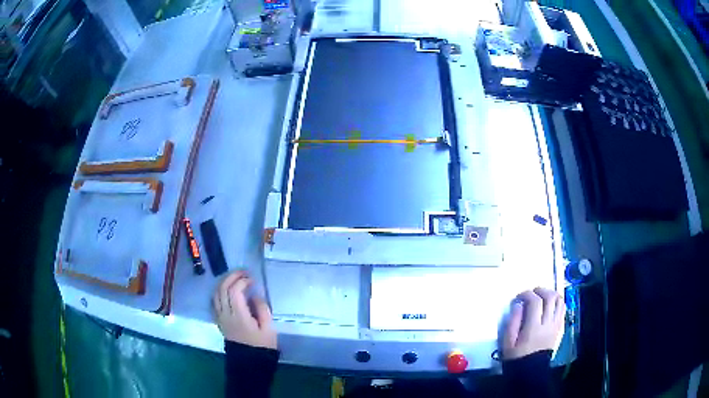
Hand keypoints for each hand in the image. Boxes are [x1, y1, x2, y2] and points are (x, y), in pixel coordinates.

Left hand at [213, 271, 276, 348]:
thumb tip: (255, 295)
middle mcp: (226, 314)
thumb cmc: (261, 345)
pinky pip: (214, 301)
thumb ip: (262, 309)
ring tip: (235, 278)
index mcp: (239, 316)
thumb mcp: (268, 328)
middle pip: (223, 288)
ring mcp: (220, 317)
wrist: (249, 361)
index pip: (235, 291)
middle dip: (232, 277)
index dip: (243, 281)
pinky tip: (226, 291)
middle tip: (243, 273)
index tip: (253, 280)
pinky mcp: (219, 320)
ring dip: (224, 282)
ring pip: (216, 293)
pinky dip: (219, 292)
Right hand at [502, 287, 565, 359]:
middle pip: (550, 298)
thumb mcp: (508, 342)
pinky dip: (557, 303)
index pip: (535, 302)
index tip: (519, 297)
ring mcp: (556, 325)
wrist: (530, 371)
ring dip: (551, 294)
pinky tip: (549, 305)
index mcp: (533, 328)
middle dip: (541, 290)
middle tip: (532, 292)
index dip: (527, 294)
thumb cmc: (516, 357)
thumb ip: (513, 321)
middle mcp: (548, 324)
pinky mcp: (559, 328)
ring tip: (542, 296)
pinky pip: (562, 309)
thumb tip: (518, 304)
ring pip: (560, 301)